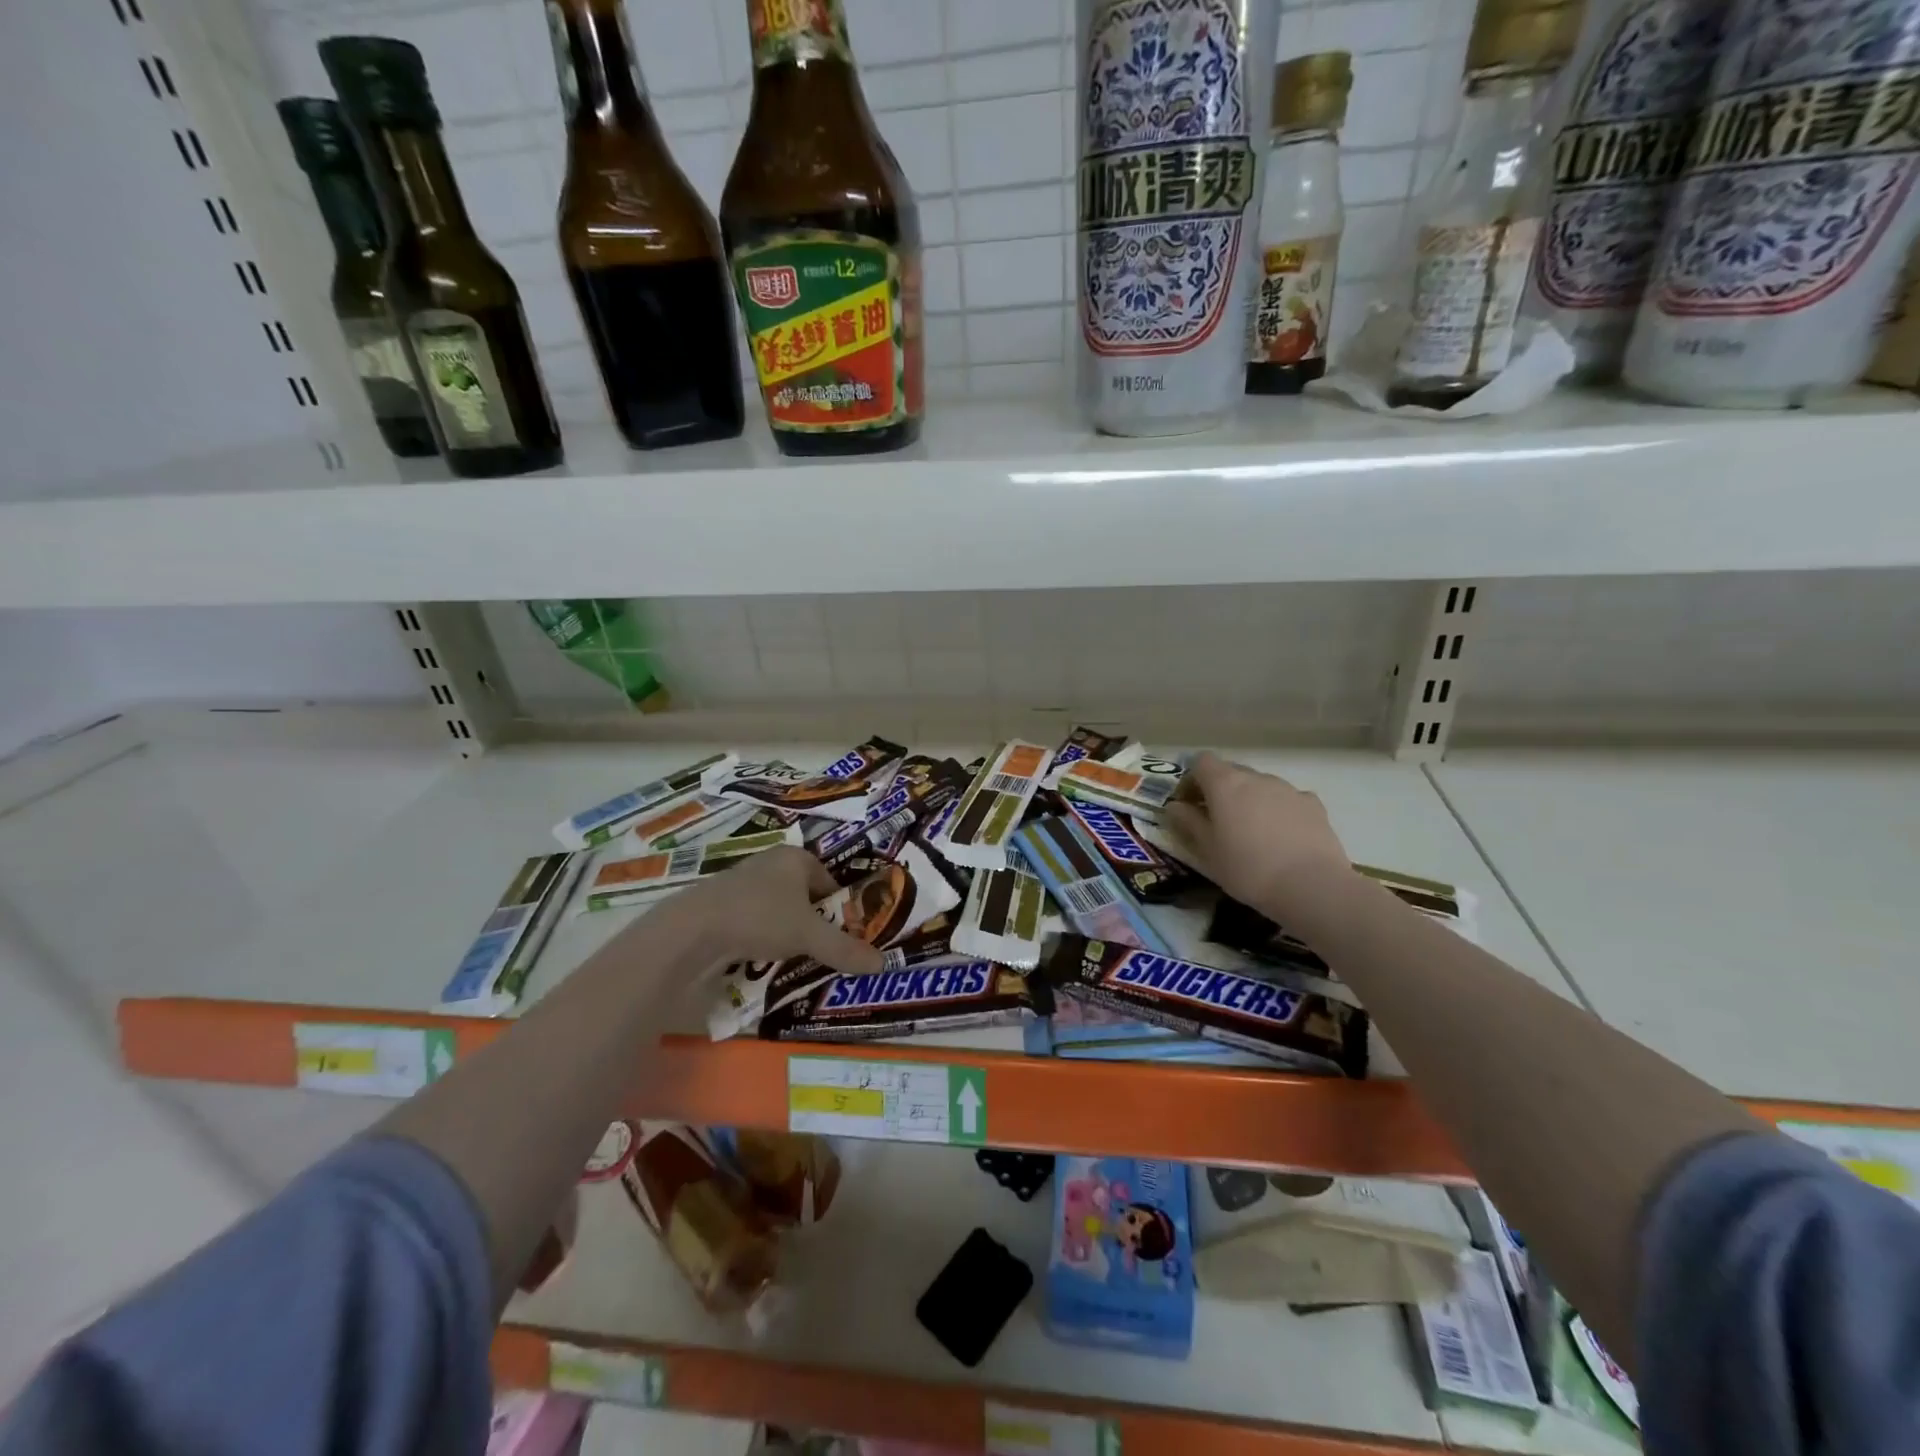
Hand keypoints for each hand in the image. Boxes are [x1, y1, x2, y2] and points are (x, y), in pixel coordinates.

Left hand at [653, 846, 883, 976]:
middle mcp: (769, 864)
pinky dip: (760, 940)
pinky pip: (752, 923)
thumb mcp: (809, 936)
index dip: (838, 909)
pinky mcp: (720, 906)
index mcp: (795, 857)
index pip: (828, 881)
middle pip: (803, 896)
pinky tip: (761, 961)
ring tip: (793, 961)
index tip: (844, 937)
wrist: (693, 930)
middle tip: (822, 952)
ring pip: (777, 911)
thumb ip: (845, 949)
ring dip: (785, 933)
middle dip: (812, 923)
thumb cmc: (761, 917)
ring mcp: (741, 883)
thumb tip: (884, 965)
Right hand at [1163, 753, 1353, 918]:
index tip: (1189, 805)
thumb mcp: (1207, 851)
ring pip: (1260, 786)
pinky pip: (1288, 799)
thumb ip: (1188, 823)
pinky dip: (1279, 810)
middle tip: (1217, 822)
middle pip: (1231, 772)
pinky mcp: (1313, 804)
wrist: (1311, 886)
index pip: (1201, 762)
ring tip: (1252, 834)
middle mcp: (1256, 777)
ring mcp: (1288, 789)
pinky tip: (1282, 837)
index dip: (1191, 779)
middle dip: (1220, 791)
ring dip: (1250, 801)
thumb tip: (1175, 807)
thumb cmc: (1247, 869)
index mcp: (1225, 784)